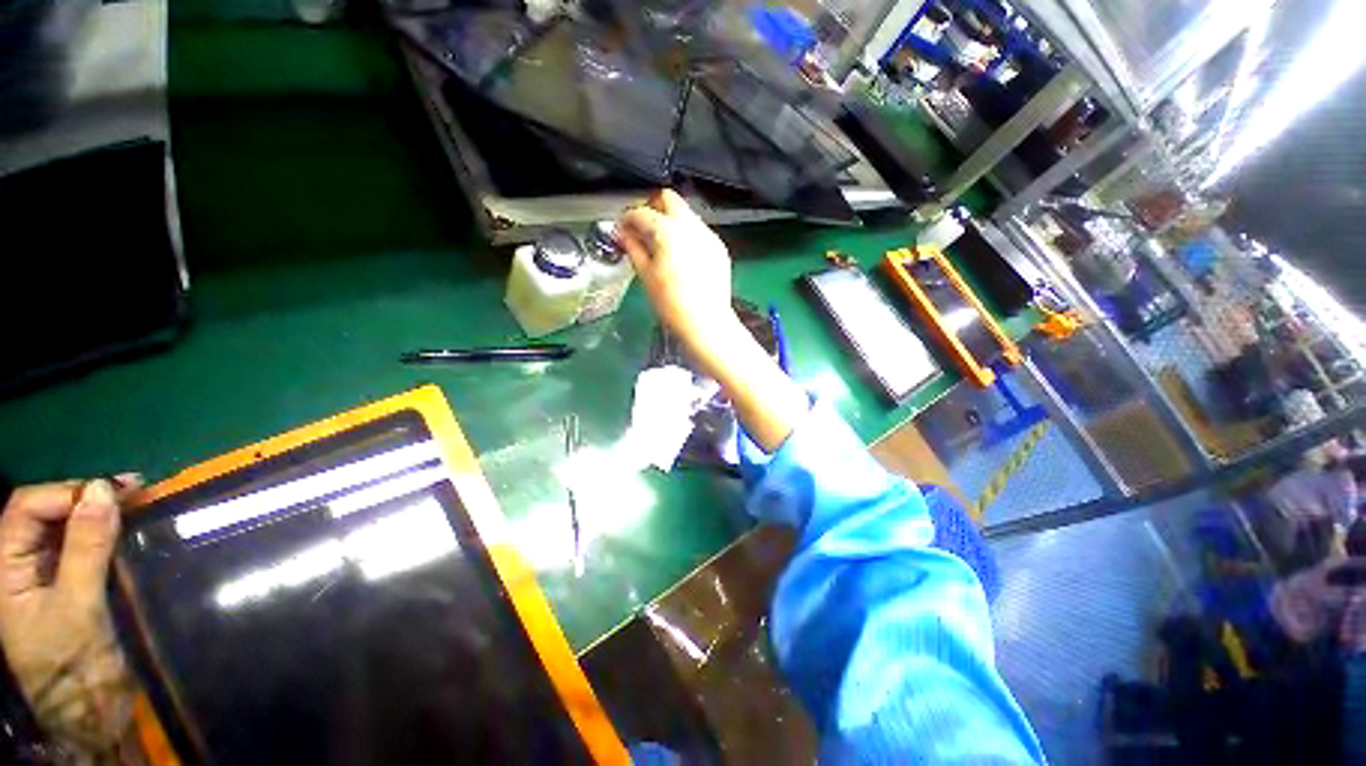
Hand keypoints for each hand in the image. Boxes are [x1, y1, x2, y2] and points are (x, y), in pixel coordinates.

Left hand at [0, 477, 141, 757]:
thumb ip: (86, 547)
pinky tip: (128, 526)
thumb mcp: (78, 605)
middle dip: (87, 496)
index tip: (115, 490)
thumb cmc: (73, 660)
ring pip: (65, 525)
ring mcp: (44, 574)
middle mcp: (19, 563)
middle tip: (135, 489)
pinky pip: (82, 544)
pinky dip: (105, 529)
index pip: (27, 508)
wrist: (89, 709)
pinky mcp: (69, 582)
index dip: (67, 492)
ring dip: (99, 510)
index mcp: (6, 567)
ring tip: (137, 501)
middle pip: (45, 512)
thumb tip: (102, 490)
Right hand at [617, 190, 741, 361]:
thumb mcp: (646, 276)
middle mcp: (691, 226)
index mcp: (668, 230)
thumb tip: (623, 235)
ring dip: (670, 221)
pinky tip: (681, 257)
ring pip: (686, 214)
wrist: (707, 323)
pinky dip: (686, 236)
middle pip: (669, 199)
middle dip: (652, 208)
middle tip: (642, 228)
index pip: (641, 212)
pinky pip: (699, 231)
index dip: (627, 218)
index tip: (622, 228)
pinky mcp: (719, 248)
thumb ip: (633, 248)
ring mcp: (708, 235)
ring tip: (661, 246)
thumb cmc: (672, 304)